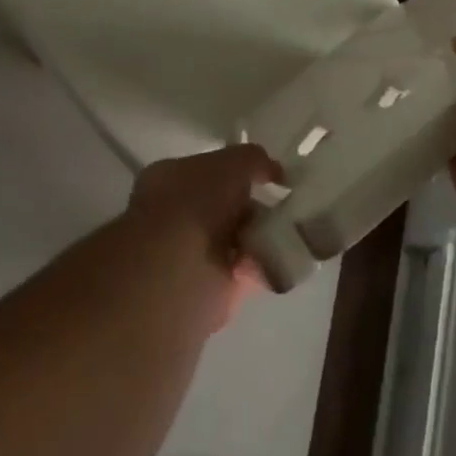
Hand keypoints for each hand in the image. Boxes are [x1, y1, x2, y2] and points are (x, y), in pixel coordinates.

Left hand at [127, 144, 282, 329]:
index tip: (269, 181)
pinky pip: (241, 273)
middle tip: (284, 213)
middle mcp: (172, 215)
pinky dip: (261, 268)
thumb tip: (273, 171)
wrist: (175, 282)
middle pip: (224, 207)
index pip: (209, 169)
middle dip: (254, 211)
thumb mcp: (232, 164)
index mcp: (168, 179)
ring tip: (288, 238)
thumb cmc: (196, 208)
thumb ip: (254, 160)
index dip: (240, 173)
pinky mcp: (203, 294)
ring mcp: (184, 256)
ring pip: (234, 241)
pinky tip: (280, 262)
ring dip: (260, 240)